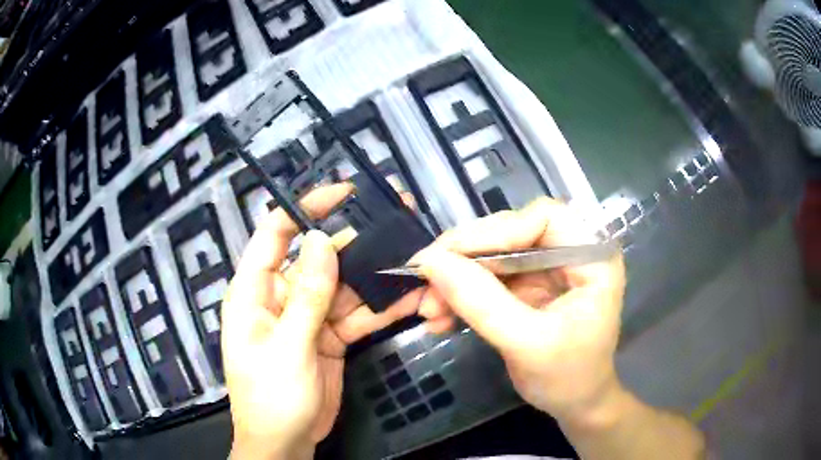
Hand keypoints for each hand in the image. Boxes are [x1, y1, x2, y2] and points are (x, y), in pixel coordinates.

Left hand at [222, 184, 423, 459]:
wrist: (286, 443)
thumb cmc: (270, 397)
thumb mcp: (287, 348)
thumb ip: (306, 296)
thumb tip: (319, 240)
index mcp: (255, 291)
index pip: (275, 234)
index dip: (305, 207)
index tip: (343, 192)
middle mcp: (282, 296)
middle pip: (319, 257)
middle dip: (355, 239)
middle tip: (397, 220)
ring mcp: (309, 316)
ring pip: (344, 285)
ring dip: (376, 275)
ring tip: (413, 258)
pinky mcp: (330, 336)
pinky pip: (357, 315)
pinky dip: (381, 308)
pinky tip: (411, 299)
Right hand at [411, 198, 626, 426]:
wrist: (574, 404)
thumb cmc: (568, 377)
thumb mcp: (527, 343)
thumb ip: (482, 303)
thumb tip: (430, 262)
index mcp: (591, 257)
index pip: (542, 218)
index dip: (493, 231)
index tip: (446, 257)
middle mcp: (569, 253)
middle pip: (510, 234)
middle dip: (463, 260)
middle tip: (422, 282)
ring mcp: (545, 269)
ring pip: (491, 257)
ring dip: (454, 281)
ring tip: (426, 310)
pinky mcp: (526, 287)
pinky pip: (486, 279)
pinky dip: (459, 296)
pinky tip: (439, 318)